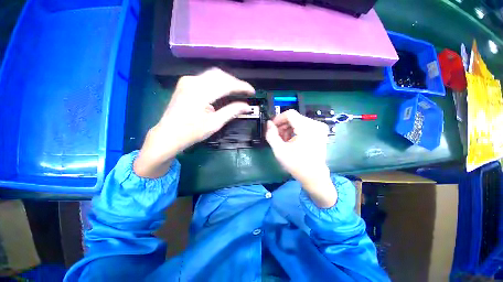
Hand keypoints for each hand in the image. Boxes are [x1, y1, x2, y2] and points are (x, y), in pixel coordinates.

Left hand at [134, 68, 254, 177]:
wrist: (168, 135)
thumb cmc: (192, 132)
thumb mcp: (215, 123)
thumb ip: (232, 112)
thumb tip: (247, 106)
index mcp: (200, 92)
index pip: (227, 84)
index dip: (242, 86)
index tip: (252, 91)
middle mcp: (193, 81)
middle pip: (220, 75)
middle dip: (235, 82)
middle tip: (245, 92)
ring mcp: (187, 81)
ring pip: (213, 74)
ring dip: (227, 81)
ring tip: (236, 90)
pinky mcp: (185, 83)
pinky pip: (205, 78)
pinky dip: (217, 82)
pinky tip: (222, 90)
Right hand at [266, 110, 336, 207]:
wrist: (314, 176)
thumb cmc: (296, 164)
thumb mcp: (279, 150)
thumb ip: (271, 135)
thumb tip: (269, 123)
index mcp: (307, 128)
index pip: (290, 114)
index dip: (278, 119)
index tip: (272, 127)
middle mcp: (315, 125)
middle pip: (294, 118)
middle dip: (283, 126)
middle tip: (277, 136)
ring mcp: (319, 128)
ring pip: (298, 121)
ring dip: (288, 129)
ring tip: (284, 140)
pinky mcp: (320, 132)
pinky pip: (304, 126)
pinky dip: (296, 131)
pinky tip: (292, 141)